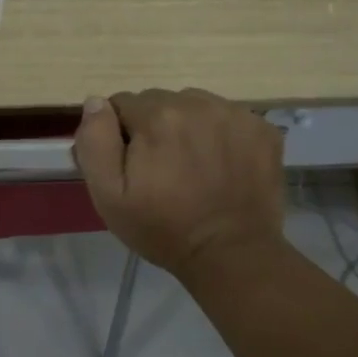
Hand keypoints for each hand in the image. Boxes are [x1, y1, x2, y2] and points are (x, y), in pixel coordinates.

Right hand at [71, 89, 286, 280]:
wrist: (231, 255)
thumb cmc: (162, 228)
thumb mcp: (108, 195)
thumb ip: (95, 141)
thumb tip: (96, 102)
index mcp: (156, 116)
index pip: (122, 104)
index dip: (120, 135)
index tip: (132, 166)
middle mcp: (197, 104)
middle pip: (160, 101)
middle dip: (154, 127)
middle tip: (161, 169)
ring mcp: (235, 114)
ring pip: (195, 105)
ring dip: (187, 126)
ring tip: (193, 166)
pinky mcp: (263, 129)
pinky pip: (228, 117)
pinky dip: (221, 134)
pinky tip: (221, 165)